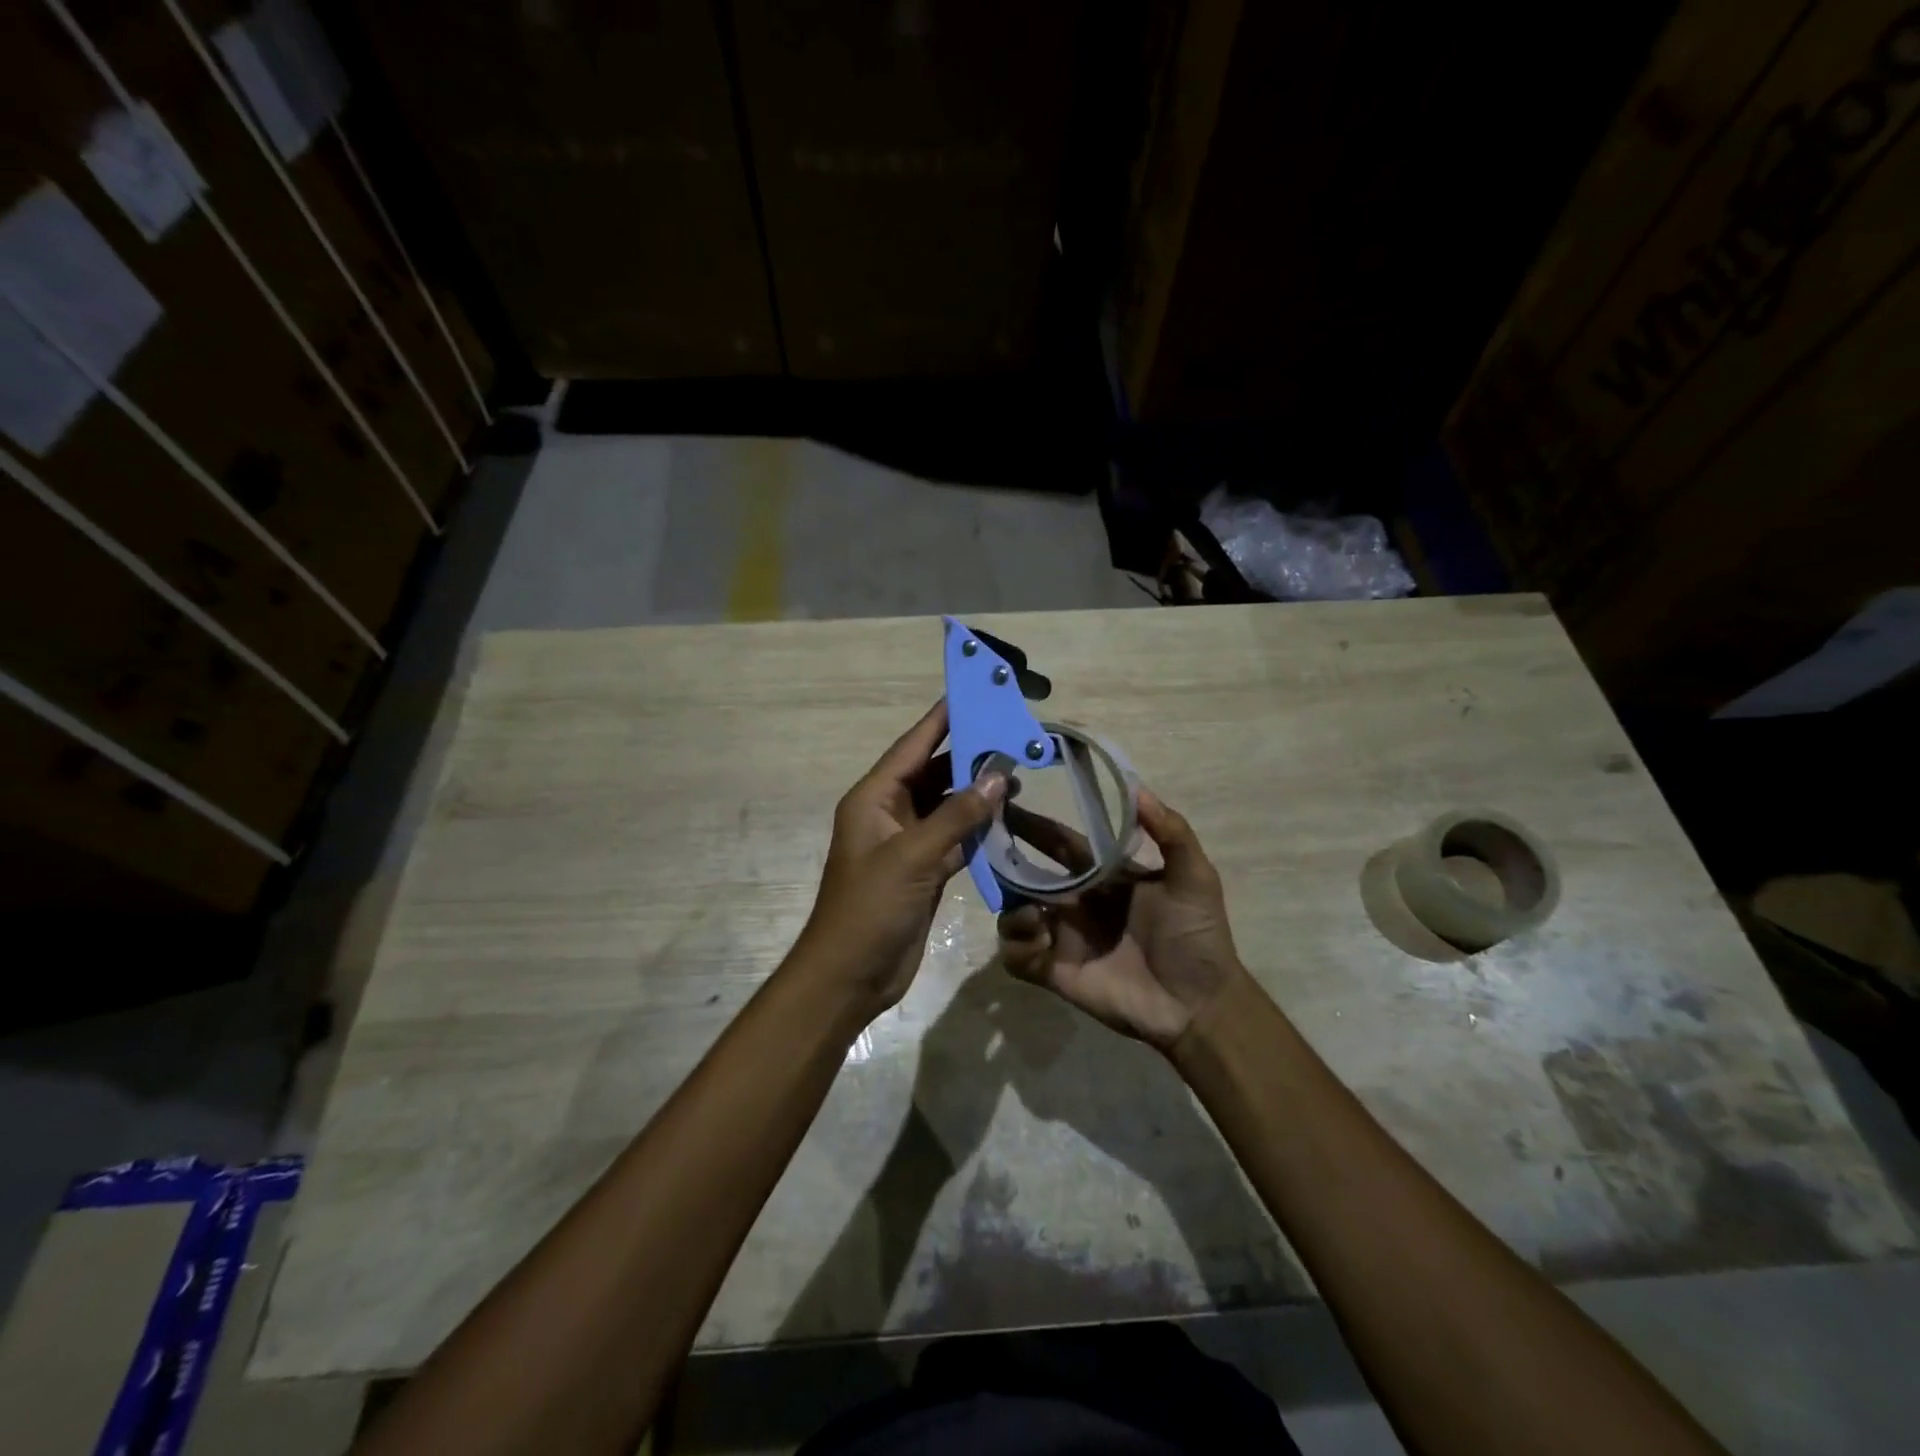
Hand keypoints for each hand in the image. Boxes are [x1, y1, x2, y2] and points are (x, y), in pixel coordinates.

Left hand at [793, 701, 1007, 1015]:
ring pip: (948, 805)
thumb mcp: (913, 857)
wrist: (850, 976)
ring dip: (977, 793)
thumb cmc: (870, 908)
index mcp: (874, 798)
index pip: (913, 746)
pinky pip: (955, 838)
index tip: (974, 692)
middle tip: (1012, 735)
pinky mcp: (924, 870)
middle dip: (970, 755)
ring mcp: (908, 843)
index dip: (942, 718)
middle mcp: (890, 813)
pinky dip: (978, 829)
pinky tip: (1007, 818)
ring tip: (1018, 776)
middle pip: (934, 772)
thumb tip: (997, 777)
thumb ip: (956, 816)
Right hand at [997, 789, 1245, 1050]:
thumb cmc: (1197, 936)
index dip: (1033, 823)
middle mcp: (1075, 901)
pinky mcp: (1054, 971)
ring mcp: (1062, 937)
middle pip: (1025, 873)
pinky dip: (1017, 943)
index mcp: (1102, 876)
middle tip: (985, 844)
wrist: (1198, 1004)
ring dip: (1012, 907)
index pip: (1058, 841)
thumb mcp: (1194, 877)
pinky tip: (1040, 940)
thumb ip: (1171, 831)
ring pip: (1013, 913)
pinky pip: (1016, 954)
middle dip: (1004, 857)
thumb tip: (1136, 787)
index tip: (1005, 802)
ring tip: (1035, 913)